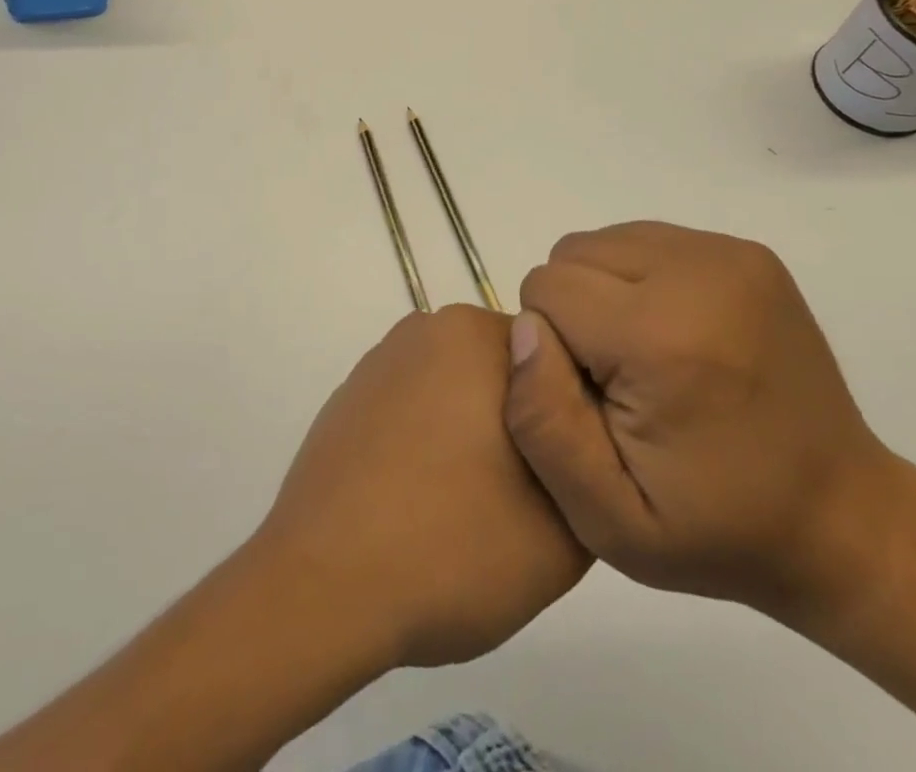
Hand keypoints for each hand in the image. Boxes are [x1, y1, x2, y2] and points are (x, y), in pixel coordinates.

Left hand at [255, 305, 589, 669]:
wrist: (322, 588)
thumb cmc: (451, 547)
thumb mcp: (566, 530)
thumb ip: (592, 470)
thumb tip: (577, 445)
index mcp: (477, 335)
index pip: (557, 361)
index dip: (573, 421)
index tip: (570, 476)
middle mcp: (427, 328)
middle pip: (506, 371)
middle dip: (525, 424)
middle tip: (526, 499)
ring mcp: (382, 361)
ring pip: (459, 390)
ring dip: (476, 434)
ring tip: (470, 509)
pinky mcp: (350, 396)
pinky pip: (414, 409)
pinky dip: (428, 443)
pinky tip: (421, 504)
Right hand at [503, 222, 906, 626]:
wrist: (843, 518)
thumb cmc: (718, 529)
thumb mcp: (609, 520)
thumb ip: (544, 423)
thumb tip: (524, 328)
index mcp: (661, 337)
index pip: (545, 289)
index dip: (552, 347)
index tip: (591, 397)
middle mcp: (696, 273)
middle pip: (572, 254)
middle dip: (573, 310)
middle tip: (615, 378)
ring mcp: (728, 255)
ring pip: (605, 240)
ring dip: (603, 290)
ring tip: (644, 355)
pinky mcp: (746, 251)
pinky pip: (647, 240)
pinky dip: (639, 278)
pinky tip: (673, 334)